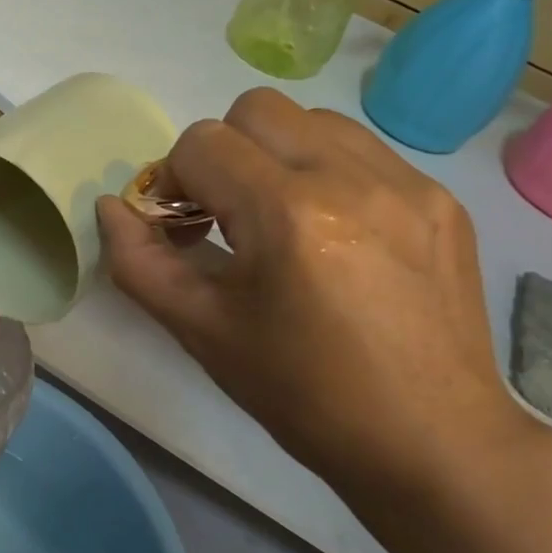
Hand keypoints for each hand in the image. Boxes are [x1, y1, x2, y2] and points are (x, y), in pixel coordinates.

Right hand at [95, 88, 530, 499]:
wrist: (431, 443)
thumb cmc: (302, 392)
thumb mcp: (201, 330)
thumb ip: (139, 261)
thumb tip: (111, 207)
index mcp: (286, 213)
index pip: (201, 144)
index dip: (174, 180)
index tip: (182, 227)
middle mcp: (350, 177)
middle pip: (254, 109)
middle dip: (222, 153)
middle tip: (227, 213)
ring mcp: (406, 182)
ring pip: (311, 119)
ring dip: (275, 154)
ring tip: (281, 217)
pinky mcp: (440, 199)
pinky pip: (362, 150)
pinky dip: (327, 172)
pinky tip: (333, 232)